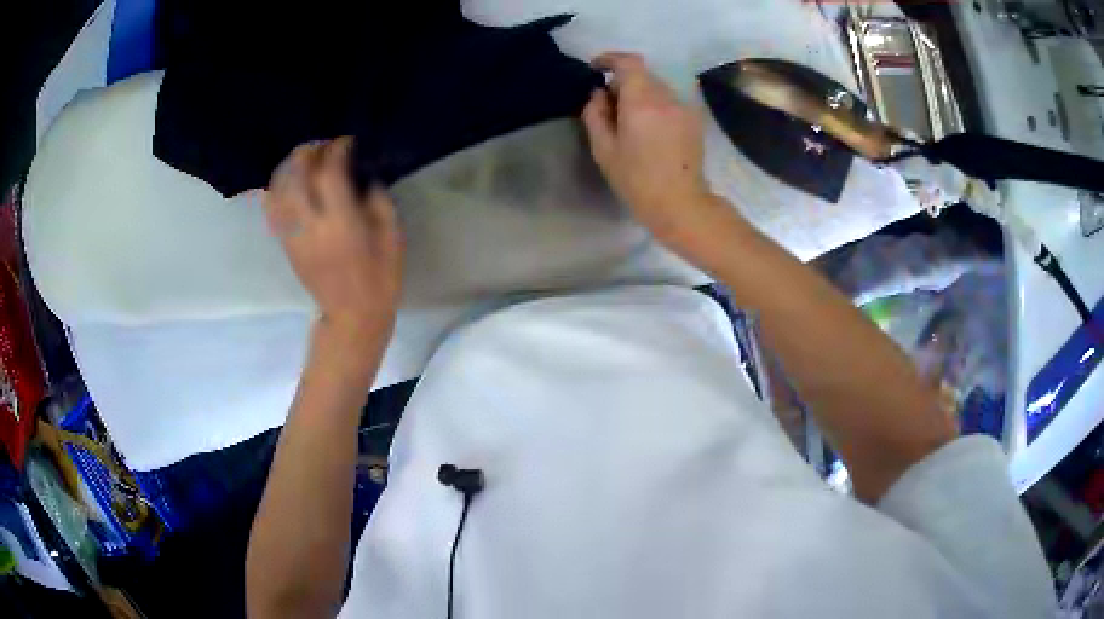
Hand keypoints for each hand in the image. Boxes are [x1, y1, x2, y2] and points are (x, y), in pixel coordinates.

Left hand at [264, 137, 402, 341]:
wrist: (352, 317)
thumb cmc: (380, 278)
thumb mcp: (393, 237)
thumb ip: (378, 201)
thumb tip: (362, 176)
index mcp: (342, 224)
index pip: (329, 173)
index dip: (336, 150)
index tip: (347, 142)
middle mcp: (311, 226)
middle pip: (296, 175)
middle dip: (308, 152)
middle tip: (323, 146)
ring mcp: (293, 235)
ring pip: (278, 190)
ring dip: (288, 167)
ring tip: (303, 160)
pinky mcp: (286, 244)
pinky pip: (272, 209)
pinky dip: (276, 189)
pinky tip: (288, 181)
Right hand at [582, 52, 718, 247]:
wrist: (681, 204)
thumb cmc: (637, 181)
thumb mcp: (604, 149)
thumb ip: (595, 114)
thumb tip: (598, 93)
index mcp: (642, 102)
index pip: (629, 62)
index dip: (610, 59)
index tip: (596, 68)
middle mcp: (666, 97)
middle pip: (642, 75)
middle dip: (623, 82)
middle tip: (609, 106)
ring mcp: (684, 107)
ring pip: (656, 88)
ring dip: (640, 94)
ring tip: (630, 122)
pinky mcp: (694, 119)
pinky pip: (669, 101)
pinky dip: (655, 105)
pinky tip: (650, 130)